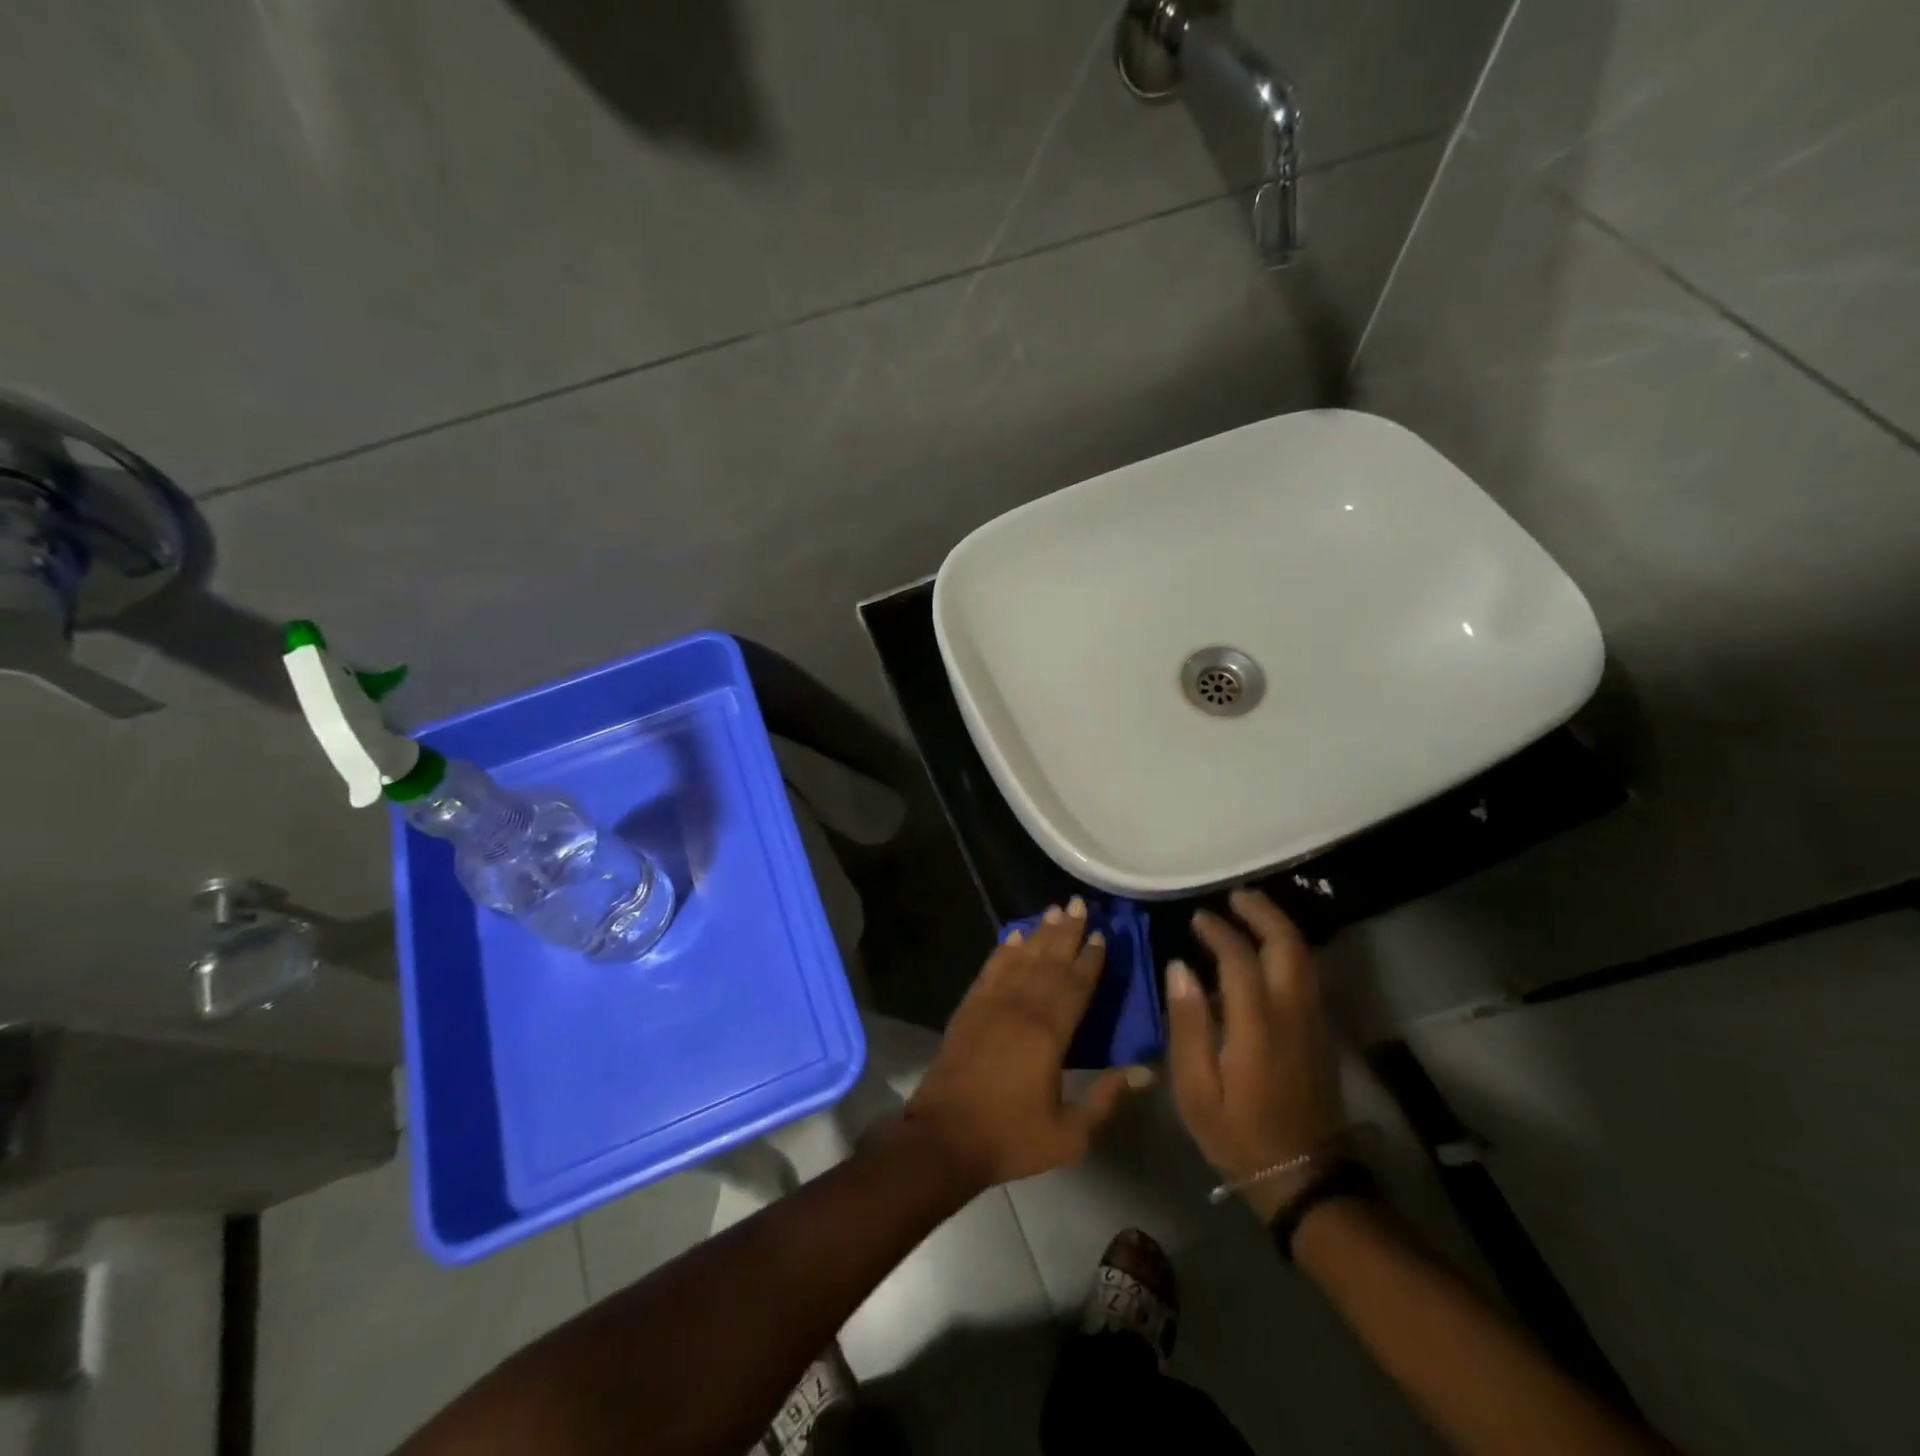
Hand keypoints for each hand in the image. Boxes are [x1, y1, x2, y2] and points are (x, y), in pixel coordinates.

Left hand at [905, 897, 1152, 1191]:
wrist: (944, 1138)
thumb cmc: (1010, 1137)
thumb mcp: (1070, 1134)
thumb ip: (1107, 1098)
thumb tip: (1146, 1070)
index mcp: (1049, 1033)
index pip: (1076, 985)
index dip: (1090, 959)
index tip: (1102, 934)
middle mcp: (1021, 1007)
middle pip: (1049, 960)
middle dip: (1067, 932)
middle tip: (1079, 903)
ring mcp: (991, 1004)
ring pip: (1021, 958)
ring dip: (1039, 933)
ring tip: (1053, 910)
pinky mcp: (969, 1008)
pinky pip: (991, 969)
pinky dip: (1003, 951)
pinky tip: (1013, 937)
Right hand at [1166, 888, 1346, 1220]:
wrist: (1305, 1178)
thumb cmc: (1239, 1134)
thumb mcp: (1195, 1089)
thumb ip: (1187, 1024)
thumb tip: (1179, 967)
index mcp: (1257, 1026)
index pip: (1241, 959)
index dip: (1219, 932)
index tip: (1196, 920)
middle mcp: (1292, 1014)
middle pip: (1288, 946)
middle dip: (1263, 913)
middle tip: (1235, 897)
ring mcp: (1314, 1022)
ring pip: (1305, 957)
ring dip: (1279, 927)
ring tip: (1251, 911)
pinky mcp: (1321, 1032)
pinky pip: (1308, 975)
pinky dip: (1289, 949)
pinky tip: (1269, 949)